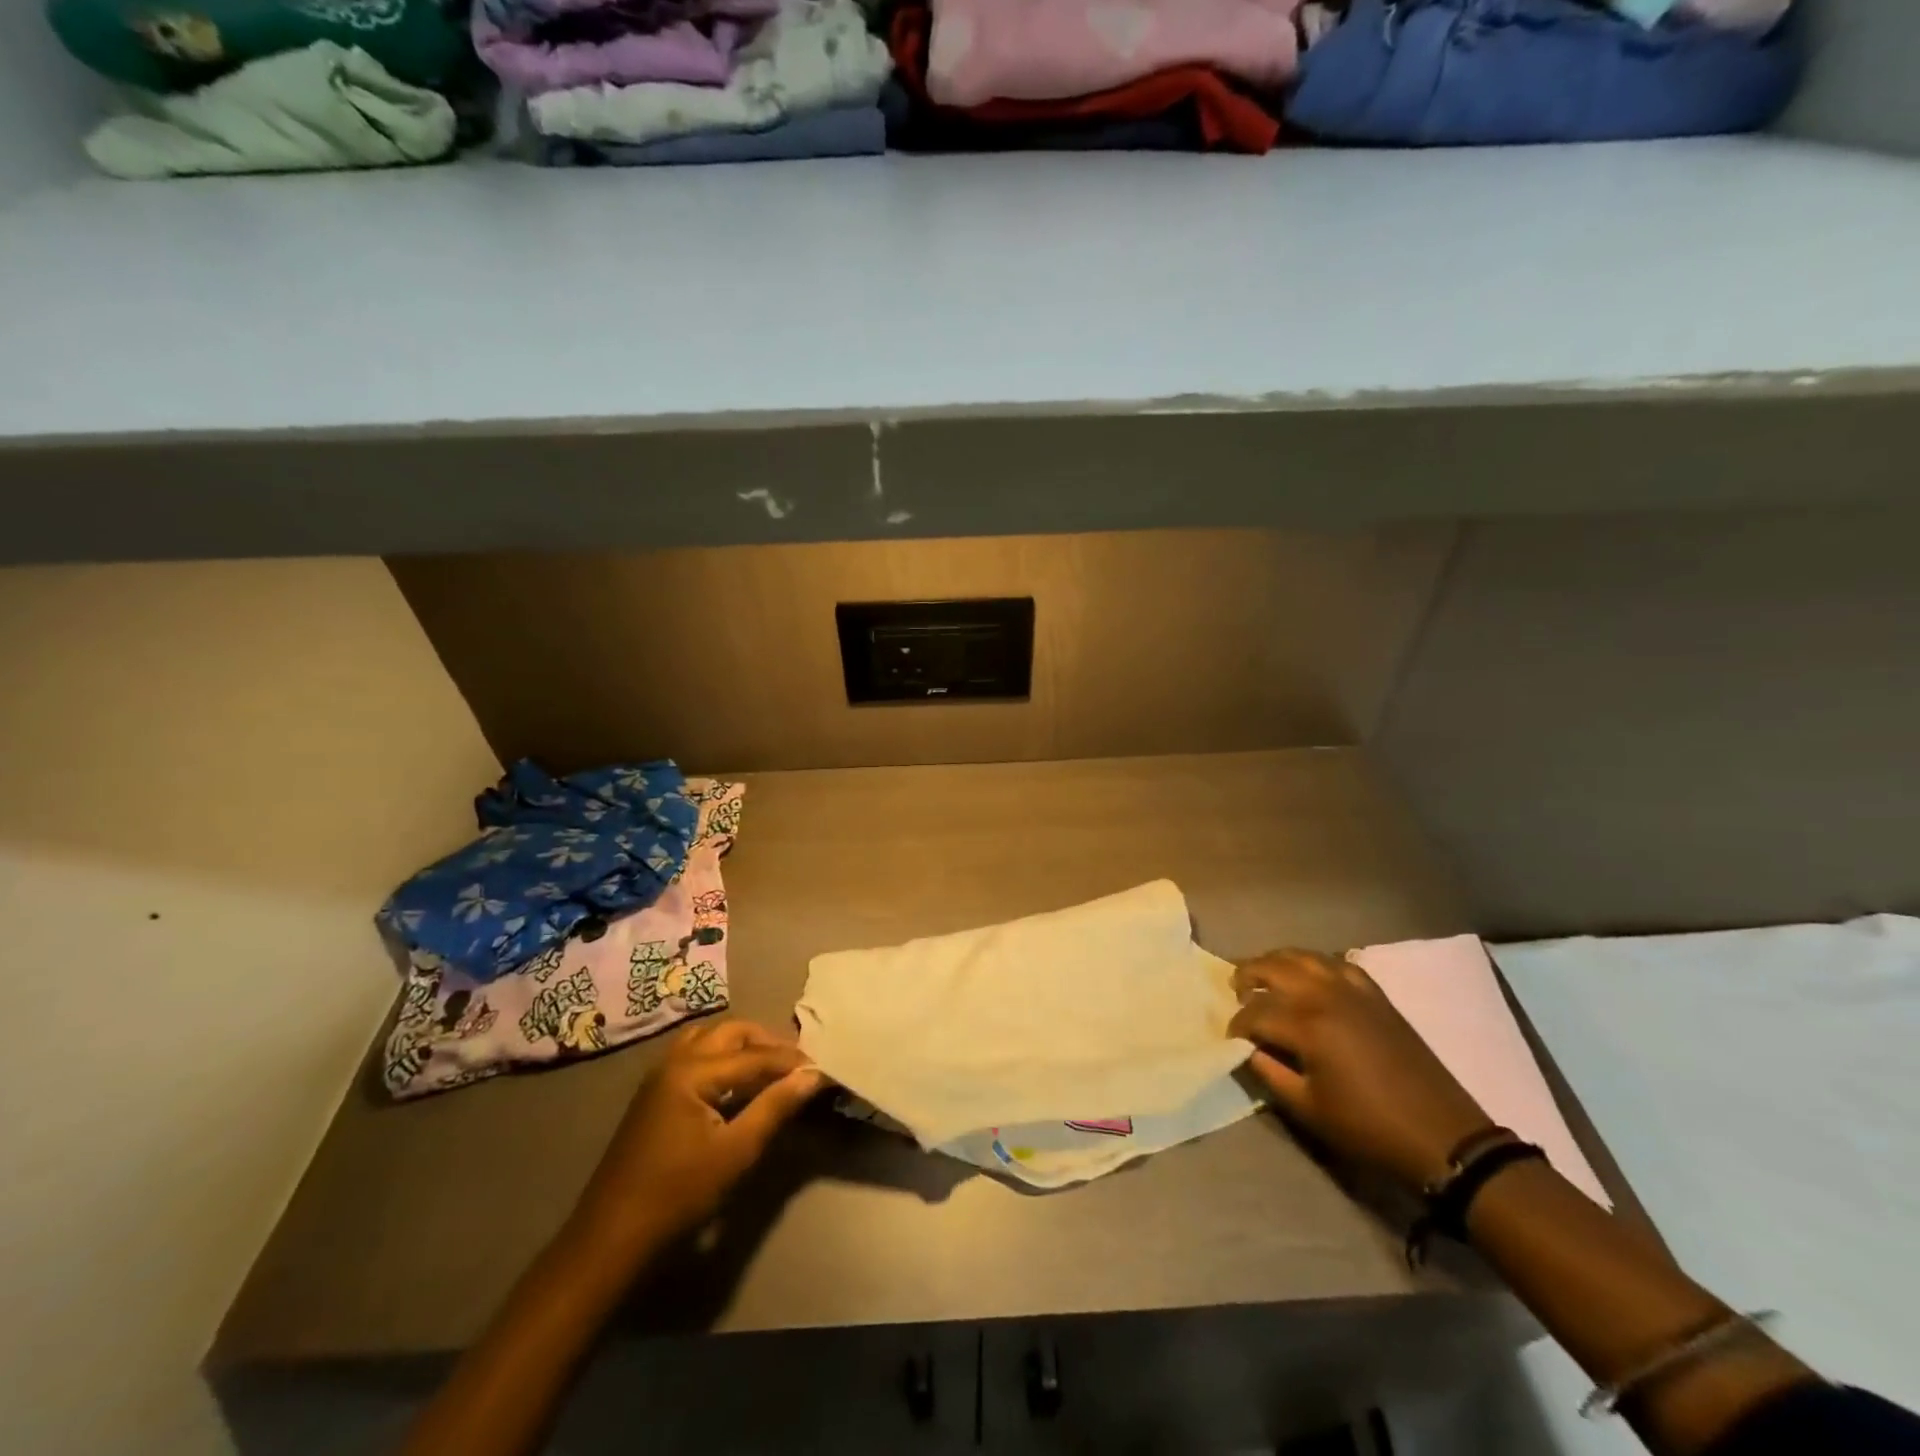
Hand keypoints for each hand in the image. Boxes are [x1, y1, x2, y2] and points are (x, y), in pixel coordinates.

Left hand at [573, 1019, 826, 1251]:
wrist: (612, 1236)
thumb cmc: (678, 1194)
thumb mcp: (735, 1153)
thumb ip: (775, 1108)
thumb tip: (812, 1076)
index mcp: (693, 1071)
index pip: (755, 1056)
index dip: (792, 1062)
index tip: (823, 1069)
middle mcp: (675, 1060)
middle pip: (732, 1033)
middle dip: (768, 1043)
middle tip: (798, 1065)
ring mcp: (660, 1074)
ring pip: (710, 1038)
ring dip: (743, 1044)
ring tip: (770, 1067)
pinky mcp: (655, 1091)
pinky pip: (695, 1052)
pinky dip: (721, 1054)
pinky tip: (735, 1079)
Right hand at [1229, 949, 1493, 1192]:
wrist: (1441, 1135)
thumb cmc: (1368, 1127)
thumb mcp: (1308, 1109)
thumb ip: (1269, 1073)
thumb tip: (1247, 1050)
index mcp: (1307, 1025)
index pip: (1255, 1012)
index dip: (1237, 1025)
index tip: (1231, 1039)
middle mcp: (1326, 995)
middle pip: (1272, 967)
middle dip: (1247, 976)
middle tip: (1236, 993)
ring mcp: (1353, 989)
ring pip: (1302, 956)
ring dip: (1276, 962)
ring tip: (1263, 976)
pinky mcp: (1375, 994)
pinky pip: (1335, 963)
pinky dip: (1313, 963)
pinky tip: (1306, 976)